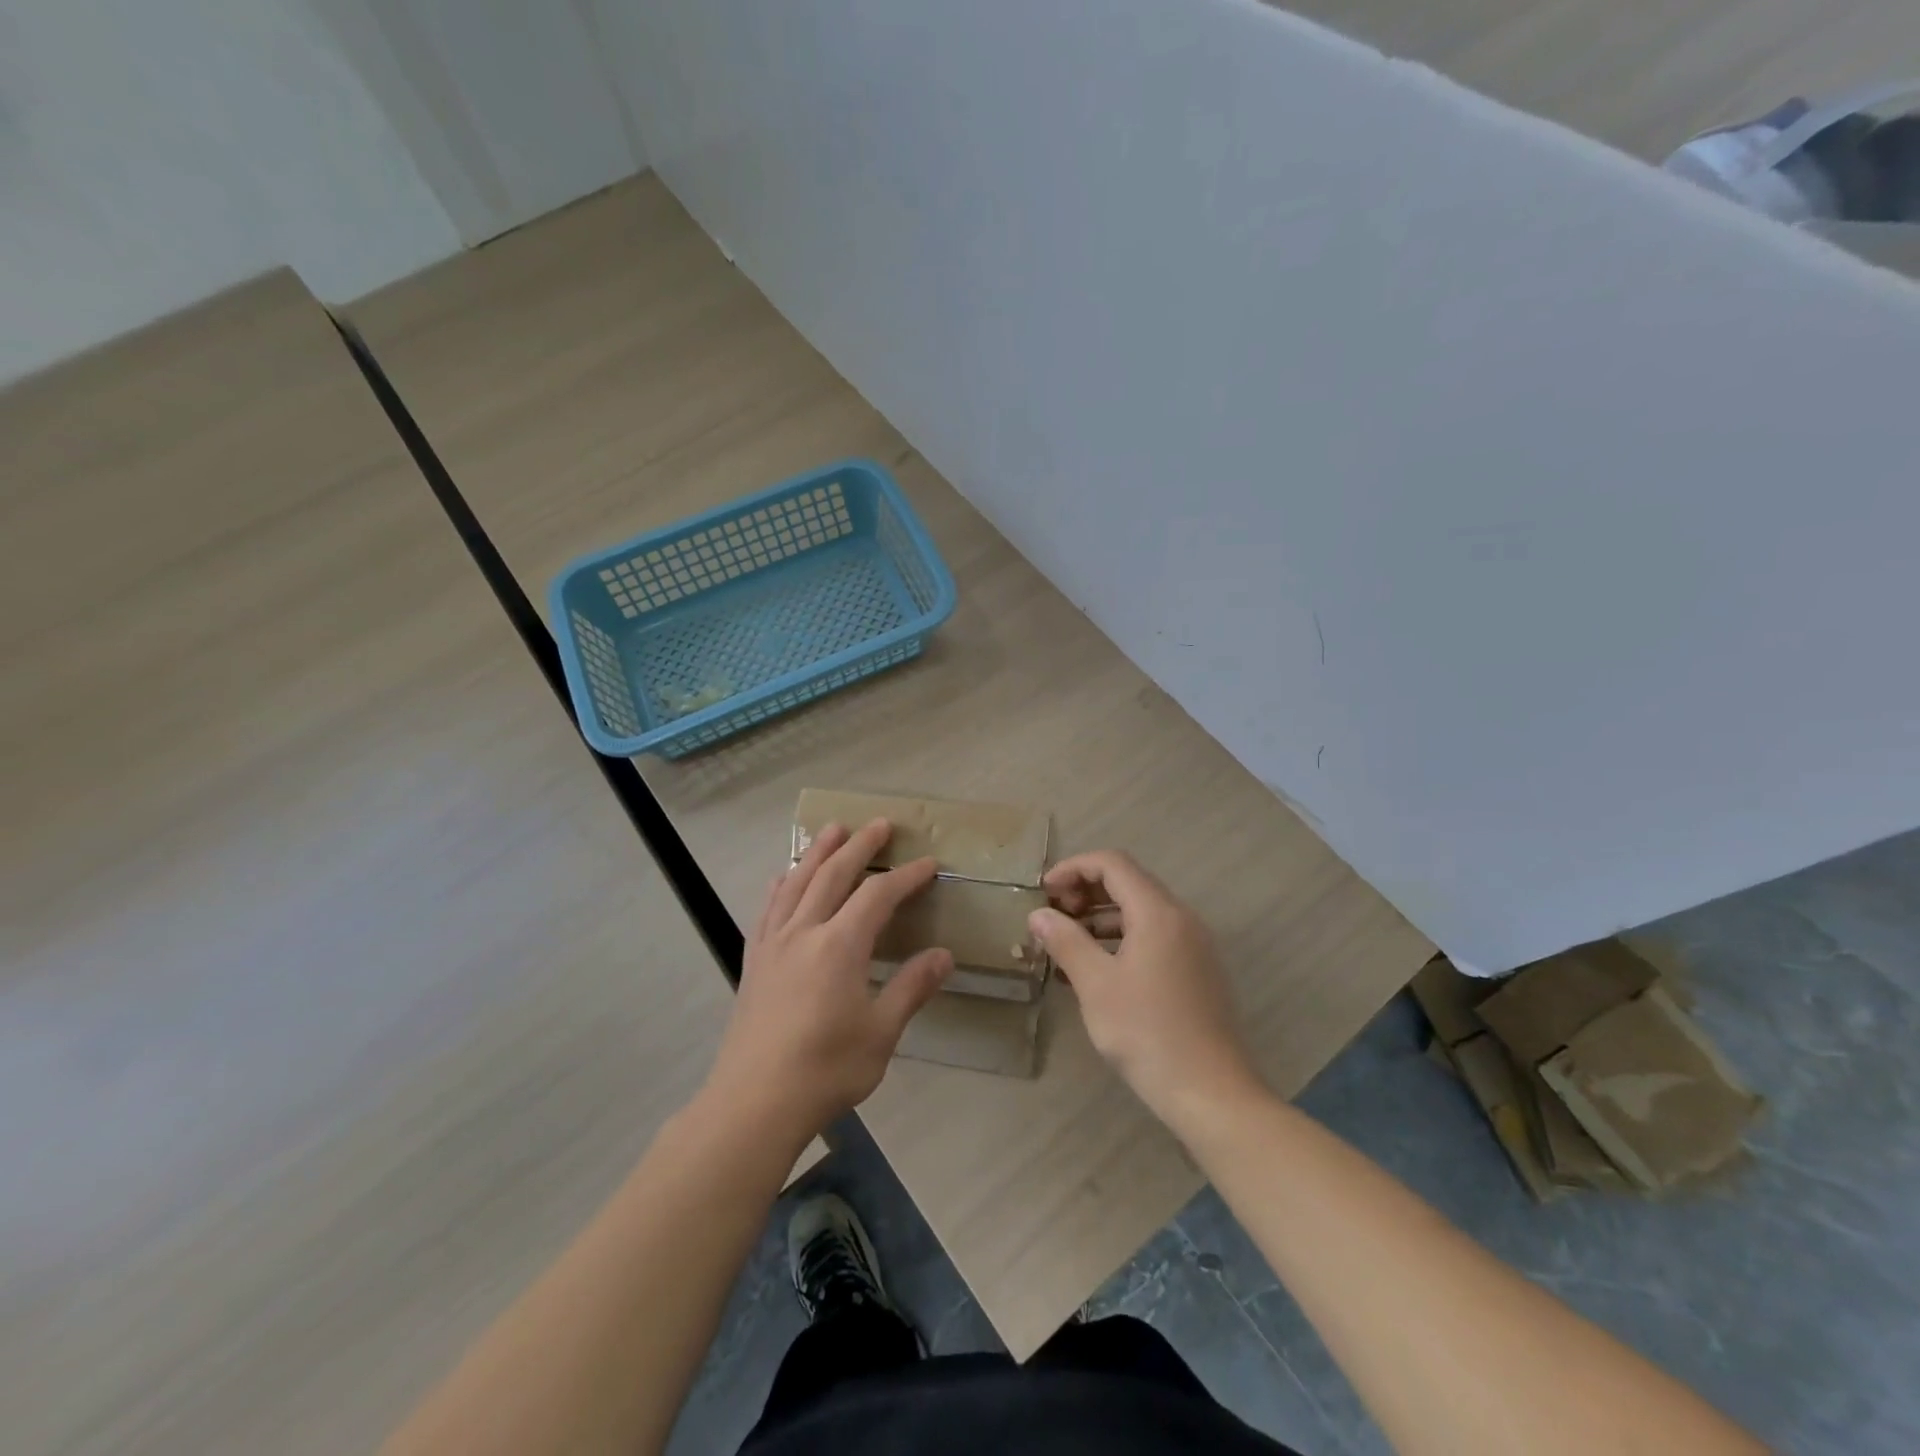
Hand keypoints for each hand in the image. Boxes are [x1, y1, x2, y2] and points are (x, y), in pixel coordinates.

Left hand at [704, 819, 951, 1146]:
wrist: (753, 1103)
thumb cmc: (825, 1069)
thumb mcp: (881, 1033)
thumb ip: (911, 988)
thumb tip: (943, 955)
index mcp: (840, 945)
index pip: (878, 895)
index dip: (905, 876)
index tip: (928, 864)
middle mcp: (804, 932)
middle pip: (834, 874)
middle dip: (860, 846)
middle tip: (880, 824)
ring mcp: (773, 944)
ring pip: (797, 882)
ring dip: (818, 852)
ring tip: (833, 830)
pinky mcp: (754, 961)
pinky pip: (768, 908)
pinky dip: (781, 884)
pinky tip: (783, 877)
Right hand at [1029, 850, 1257, 1125]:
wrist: (1212, 1094)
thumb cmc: (1148, 1034)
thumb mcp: (1096, 986)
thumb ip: (1066, 941)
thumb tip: (1039, 915)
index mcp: (1159, 912)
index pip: (1112, 863)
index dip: (1073, 868)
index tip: (1043, 892)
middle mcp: (1181, 918)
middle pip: (1128, 883)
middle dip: (1084, 892)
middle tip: (1052, 917)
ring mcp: (1193, 945)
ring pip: (1140, 912)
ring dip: (1100, 918)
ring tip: (1065, 945)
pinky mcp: (1196, 971)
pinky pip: (1153, 937)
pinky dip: (1120, 940)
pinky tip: (1094, 971)